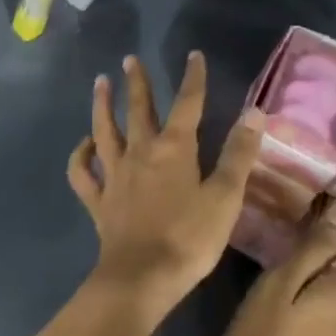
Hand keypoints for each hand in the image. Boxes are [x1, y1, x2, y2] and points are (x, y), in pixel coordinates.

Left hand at [68, 52, 263, 323]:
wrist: (141, 278)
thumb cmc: (189, 238)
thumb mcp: (225, 197)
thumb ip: (239, 154)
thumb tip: (255, 112)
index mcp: (174, 149)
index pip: (187, 104)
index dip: (193, 79)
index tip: (194, 56)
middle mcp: (140, 152)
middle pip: (138, 110)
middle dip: (136, 82)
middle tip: (129, 59)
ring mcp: (114, 175)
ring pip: (104, 131)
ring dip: (102, 105)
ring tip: (100, 83)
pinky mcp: (98, 200)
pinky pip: (83, 172)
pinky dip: (80, 155)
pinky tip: (83, 145)